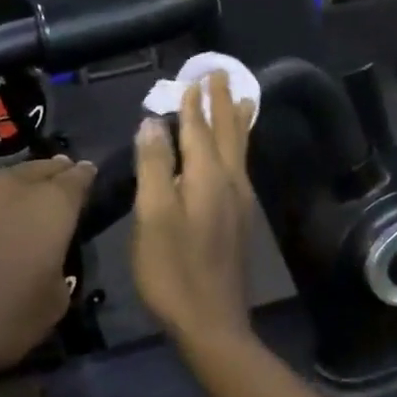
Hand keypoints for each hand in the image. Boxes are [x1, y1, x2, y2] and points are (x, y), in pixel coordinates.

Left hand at [0, 156, 95, 376]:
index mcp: (51, 206)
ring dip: (12, 189)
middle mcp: (12, 185)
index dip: (85, 177)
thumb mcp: (49, 310)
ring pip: (0, 180)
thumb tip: (50, 262)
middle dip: (52, 174)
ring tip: (12, 204)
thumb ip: (60, 275)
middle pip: (40, 168)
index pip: (78, 178)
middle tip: (57, 180)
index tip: (88, 174)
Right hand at [131, 73, 258, 340]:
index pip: (199, 129)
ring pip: (240, 150)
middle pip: (227, 133)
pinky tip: (236, 154)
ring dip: (237, 122)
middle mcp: (230, 183)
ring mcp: (239, 203)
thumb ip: (155, 166)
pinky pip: (241, 167)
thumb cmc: (173, 269)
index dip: (194, 103)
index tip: (195, 77)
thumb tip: (152, 123)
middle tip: (221, 74)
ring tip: (244, 100)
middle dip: (222, 103)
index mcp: (208, 177)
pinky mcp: (239, 221)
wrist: (211, 322)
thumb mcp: (153, 216)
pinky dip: (239, 147)